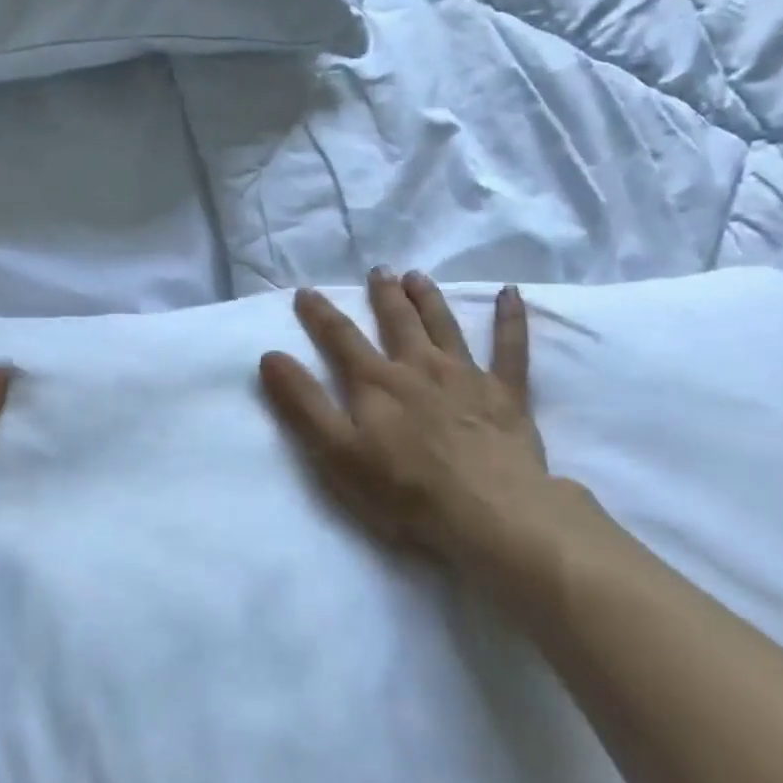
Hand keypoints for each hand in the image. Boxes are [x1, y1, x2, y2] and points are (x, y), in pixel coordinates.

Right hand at [259, 270, 566, 597]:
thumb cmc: (403, 489)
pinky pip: (511, 347)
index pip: (340, 338)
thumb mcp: (336, 451)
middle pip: (397, 322)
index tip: (306, 292)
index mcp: (376, 382)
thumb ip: (303, 402)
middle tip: (378, 270)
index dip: (320, 314)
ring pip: (444, 325)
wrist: (489, 512)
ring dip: (429, 298)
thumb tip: (271, 356)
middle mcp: (419, 367)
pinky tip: (510, 293)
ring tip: (418, 276)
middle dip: (384, 295)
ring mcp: (466, 376)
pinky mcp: (507, 394)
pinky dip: (510, 319)